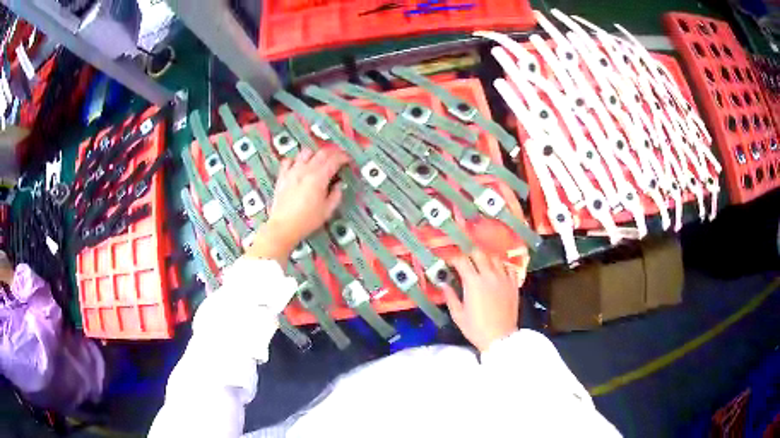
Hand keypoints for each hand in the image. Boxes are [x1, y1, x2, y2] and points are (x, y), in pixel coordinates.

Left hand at [247, 148, 349, 264]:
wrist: (284, 227)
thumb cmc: (306, 221)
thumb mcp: (327, 210)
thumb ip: (336, 195)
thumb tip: (339, 186)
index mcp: (319, 178)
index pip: (334, 159)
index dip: (344, 157)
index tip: (347, 160)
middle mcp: (305, 170)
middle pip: (322, 153)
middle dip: (333, 153)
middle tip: (338, 159)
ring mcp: (292, 172)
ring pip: (305, 152)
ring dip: (315, 154)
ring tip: (319, 161)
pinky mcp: (282, 176)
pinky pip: (288, 161)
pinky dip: (295, 160)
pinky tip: (298, 166)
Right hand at [442, 250, 521, 352]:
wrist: (500, 338)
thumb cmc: (476, 328)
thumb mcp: (458, 315)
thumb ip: (450, 297)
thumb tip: (444, 284)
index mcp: (473, 283)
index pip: (462, 260)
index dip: (454, 258)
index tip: (450, 262)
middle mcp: (489, 275)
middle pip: (479, 253)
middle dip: (469, 255)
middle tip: (465, 262)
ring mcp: (504, 278)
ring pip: (494, 257)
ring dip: (486, 258)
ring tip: (481, 265)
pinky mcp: (513, 284)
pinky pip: (509, 267)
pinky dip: (502, 266)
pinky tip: (497, 271)